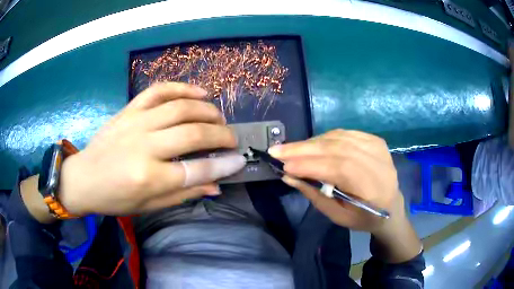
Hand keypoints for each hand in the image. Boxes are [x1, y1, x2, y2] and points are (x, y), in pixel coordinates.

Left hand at [59, 82, 245, 215]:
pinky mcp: (129, 110)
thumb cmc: (115, 198)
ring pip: (180, 107)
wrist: (83, 178)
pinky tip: (199, 92)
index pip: (197, 169)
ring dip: (207, 110)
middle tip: (232, 138)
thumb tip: (216, 185)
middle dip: (221, 135)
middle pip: (193, 133)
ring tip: (218, 117)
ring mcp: (136, 122)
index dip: (224, 165)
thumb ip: (183, 194)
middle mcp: (144, 146)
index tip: (240, 160)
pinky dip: (182, 87)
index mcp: (149, 177)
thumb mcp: (149, 206)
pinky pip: (159, 91)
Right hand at [269, 129, 403, 233]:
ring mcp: (378, 148)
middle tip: (278, 151)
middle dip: (304, 149)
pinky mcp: (375, 140)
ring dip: (312, 142)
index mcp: (372, 188)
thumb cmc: (363, 217)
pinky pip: (345, 133)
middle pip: (337, 149)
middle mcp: (378, 163)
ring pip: (339, 138)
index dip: (310, 165)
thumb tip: (289, 176)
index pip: (339, 168)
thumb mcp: (337, 216)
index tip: (283, 165)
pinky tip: (312, 144)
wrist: (391, 208)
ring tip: (291, 149)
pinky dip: (325, 137)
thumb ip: (314, 194)